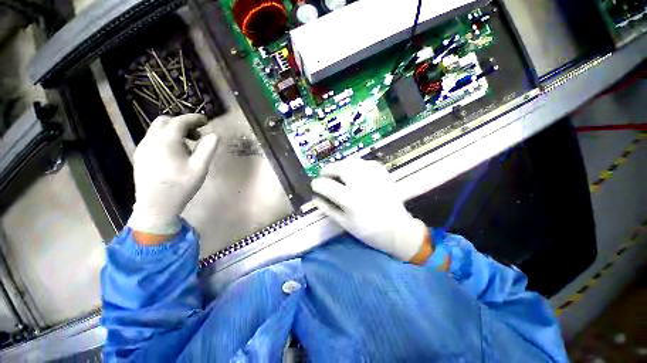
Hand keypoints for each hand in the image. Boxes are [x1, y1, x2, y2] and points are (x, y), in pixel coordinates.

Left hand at [128, 114, 217, 237]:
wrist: (155, 206)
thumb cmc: (181, 185)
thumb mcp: (200, 167)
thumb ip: (208, 148)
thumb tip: (215, 135)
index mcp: (166, 140)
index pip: (180, 121)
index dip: (194, 118)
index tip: (206, 121)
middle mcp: (151, 140)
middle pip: (165, 122)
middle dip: (182, 124)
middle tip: (197, 135)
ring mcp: (143, 148)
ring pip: (157, 130)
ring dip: (174, 132)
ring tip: (188, 147)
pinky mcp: (140, 157)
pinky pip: (153, 140)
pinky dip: (166, 139)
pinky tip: (175, 154)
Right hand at [311, 159, 429, 261]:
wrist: (397, 229)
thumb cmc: (369, 230)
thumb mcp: (344, 223)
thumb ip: (328, 209)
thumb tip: (315, 198)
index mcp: (350, 199)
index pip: (326, 185)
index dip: (317, 184)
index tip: (314, 185)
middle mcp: (361, 183)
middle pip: (338, 167)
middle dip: (327, 170)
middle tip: (324, 175)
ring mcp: (373, 175)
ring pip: (350, 161)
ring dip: (339, 165)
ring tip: (337, 173)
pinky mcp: (381, 172)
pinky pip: (363, 162)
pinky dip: (354, 165)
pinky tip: (354, 173)